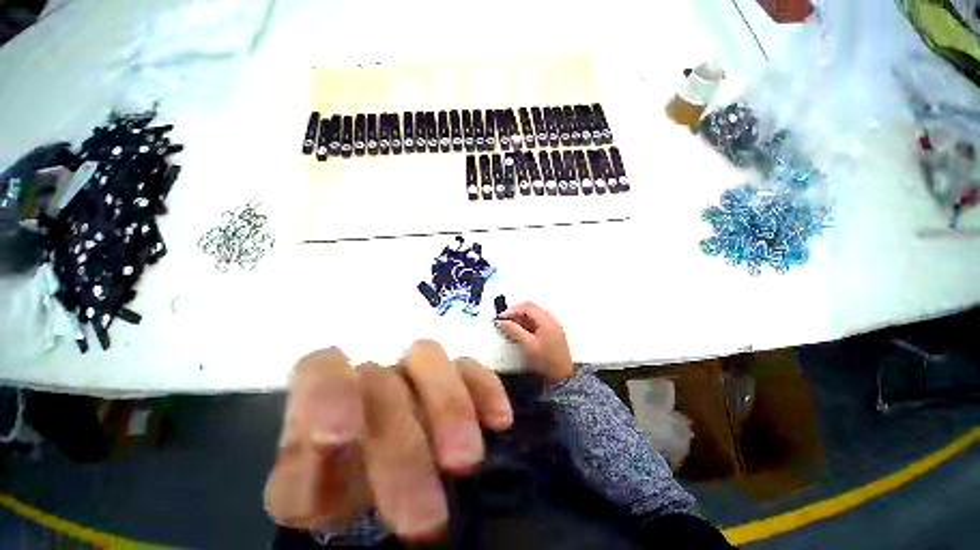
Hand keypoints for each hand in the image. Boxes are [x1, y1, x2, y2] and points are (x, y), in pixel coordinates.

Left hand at [264, 342, 512, 539]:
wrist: (379, 475)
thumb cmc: (337, 483)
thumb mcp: (308, 494)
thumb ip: (303, 481)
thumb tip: (322, 465)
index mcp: (324, 397)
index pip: (321, 370)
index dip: (329, 394)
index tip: (338, 438)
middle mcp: (373, 374)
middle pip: (384, 383)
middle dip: (403, 447)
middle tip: (424, 518)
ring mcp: (415, 370)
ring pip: (430, 359)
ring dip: (450, 406)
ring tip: (466, 461)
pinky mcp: (453, 375)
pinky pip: (470, 368)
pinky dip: (484, 388)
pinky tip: (498, 419)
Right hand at [495, 302, 574, 383]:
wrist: (563, 378)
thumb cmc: (546, 362)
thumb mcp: (528, 345)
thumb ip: (514, 331)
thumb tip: (503, 321)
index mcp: (546, 320)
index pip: (527, 307)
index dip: (512, 310)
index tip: (500, 318)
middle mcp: (551, 320)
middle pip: (531, 308)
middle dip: (516, 312)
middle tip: (504, 320)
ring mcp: (552, 326)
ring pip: (533, 315)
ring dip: (520, 318)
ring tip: (509, 327)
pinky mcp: (552, 333)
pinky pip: (537, 322)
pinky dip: (526, 324)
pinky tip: (519, 332)